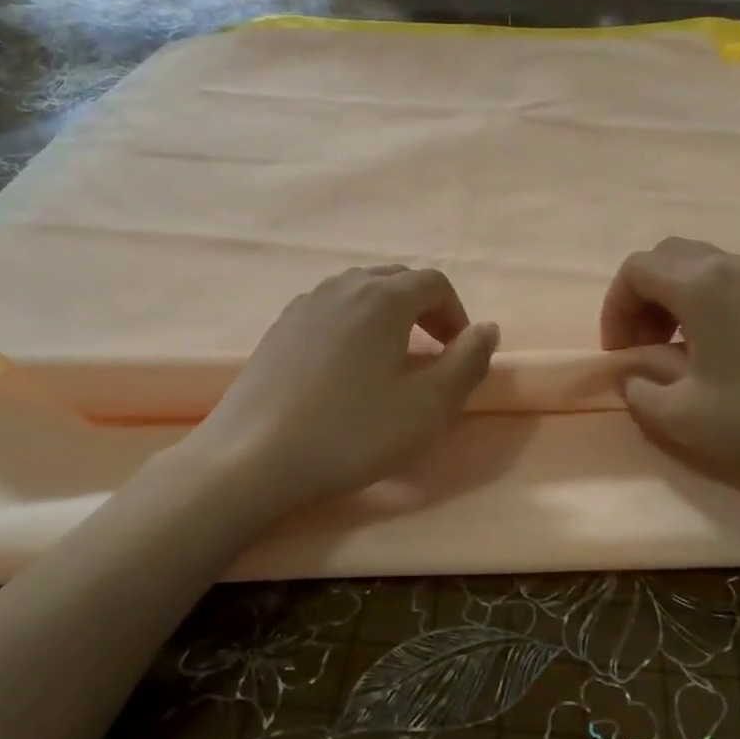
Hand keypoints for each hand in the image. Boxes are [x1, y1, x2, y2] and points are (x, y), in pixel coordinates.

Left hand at [190, 265, 498, 518]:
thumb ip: (468, 363)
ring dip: (387, 318)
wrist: (252, 458)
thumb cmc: (351, 432)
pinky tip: (345, 371)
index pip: (434, 283)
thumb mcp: (427, 407)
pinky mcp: (278, 330)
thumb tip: (487, 329)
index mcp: (382, 297)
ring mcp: (304, 305)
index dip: (456, 315)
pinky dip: (353, 327)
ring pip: (359, 294)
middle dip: (424, 311)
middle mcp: (342, 287)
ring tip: (390, 363)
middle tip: (431, 356)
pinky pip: (330, 312)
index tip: (459, 355)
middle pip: (396, 280)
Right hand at [601, 237, 739, 487]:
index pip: (634, 271)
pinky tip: (715, 350)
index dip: (614, 310)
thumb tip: (630, 376)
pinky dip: (703, 302)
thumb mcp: (684, 417)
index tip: (622, 355)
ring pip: (697, 266)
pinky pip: (726, 280)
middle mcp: (731, 265)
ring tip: (675, 350)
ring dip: (672, 300)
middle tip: (644, 346)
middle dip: (640, 299)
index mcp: (700, 284)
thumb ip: (640, 392)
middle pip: (664, 259)